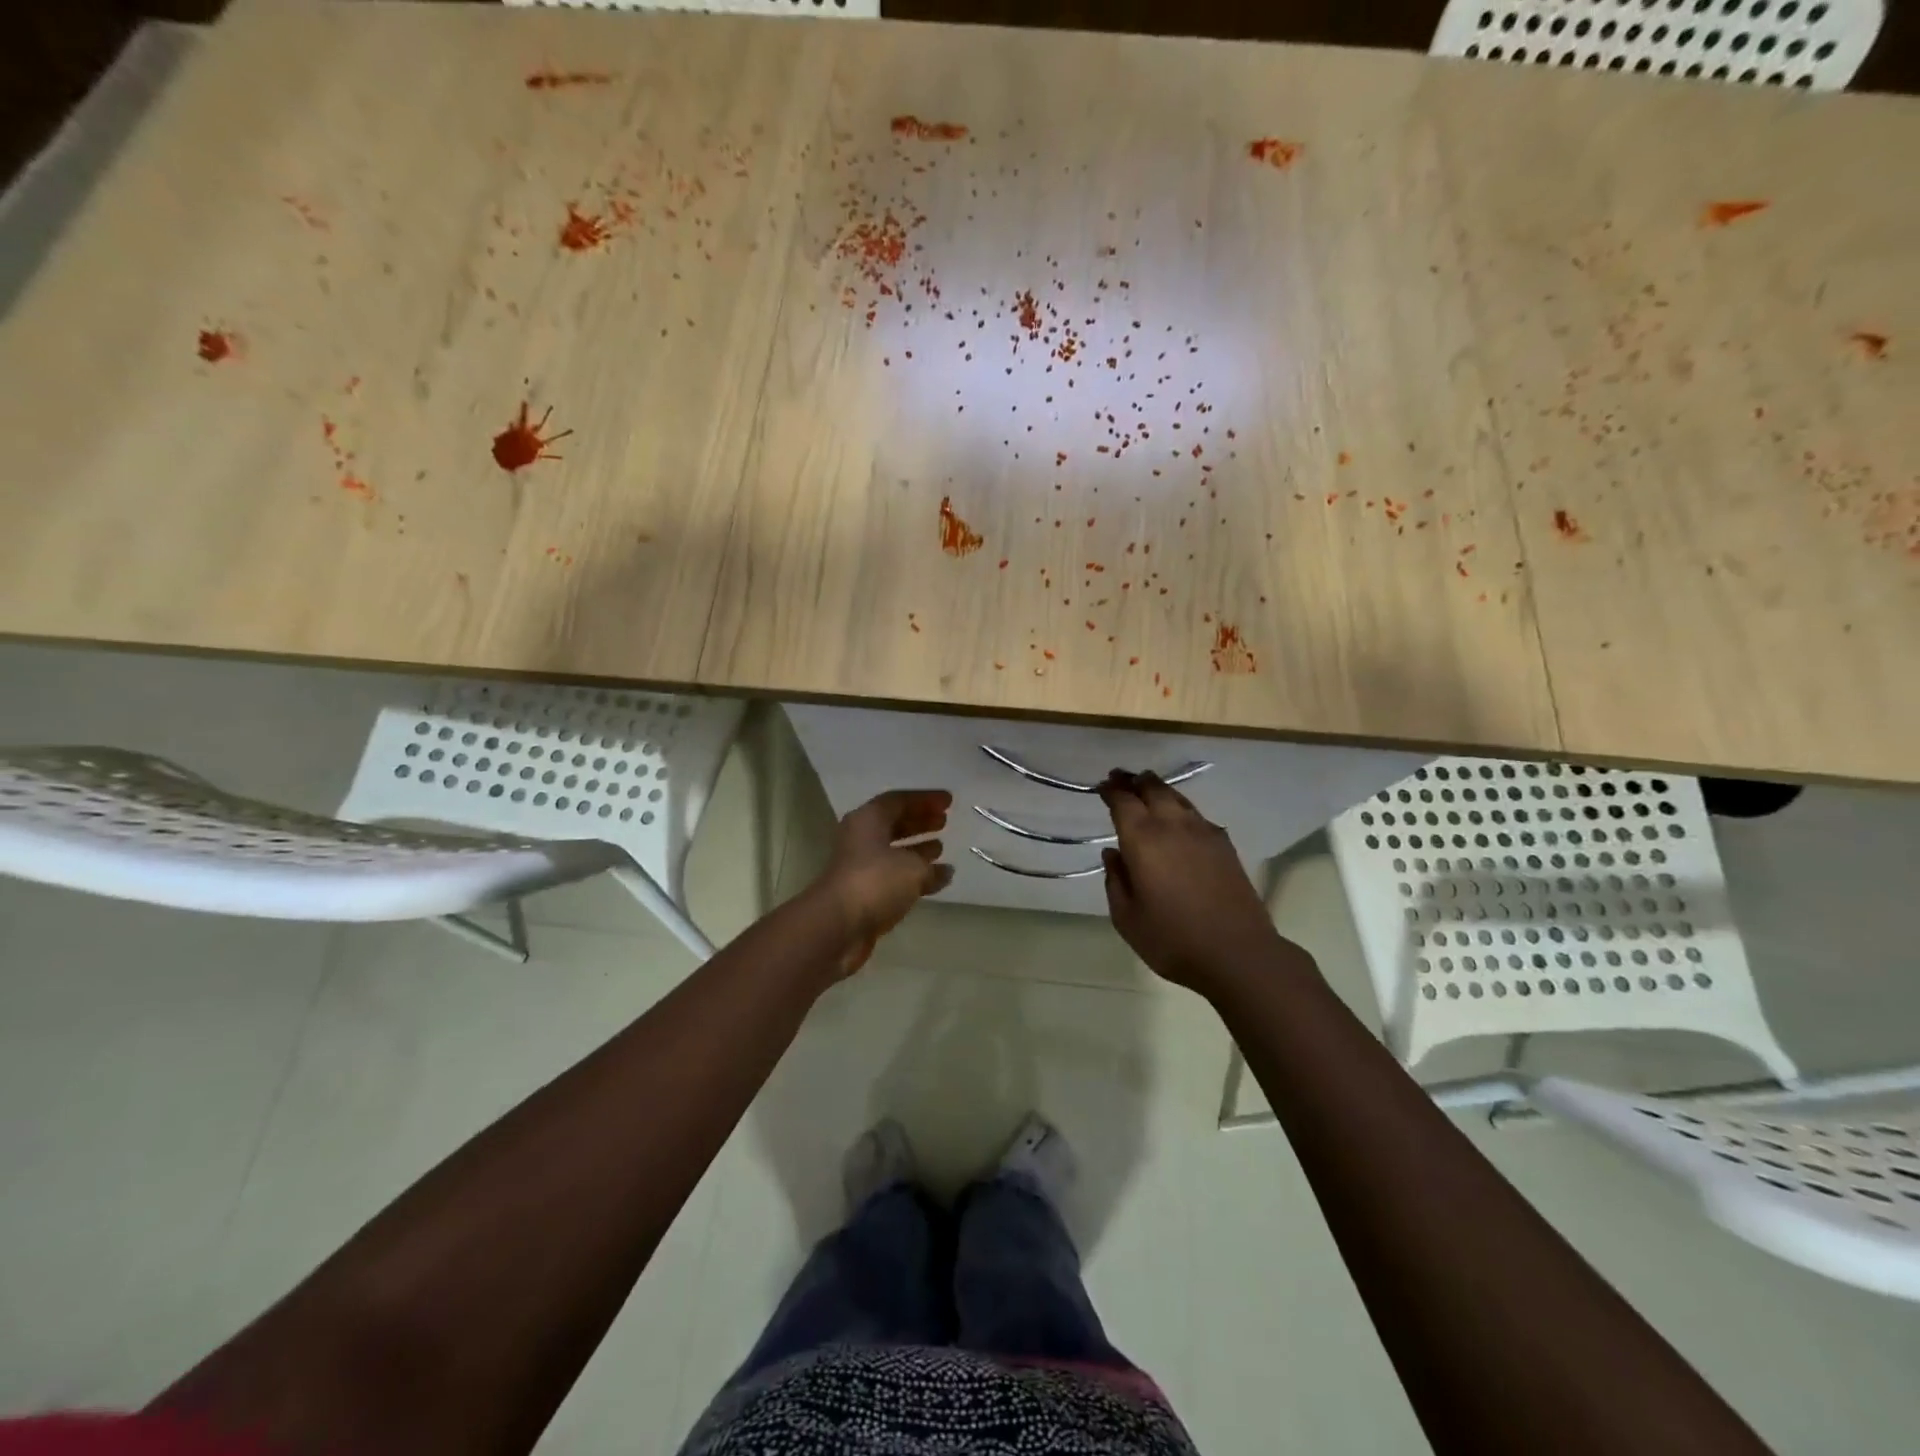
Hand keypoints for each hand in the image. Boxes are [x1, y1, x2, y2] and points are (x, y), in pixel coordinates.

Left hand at [811, 789, 953, 975]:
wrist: (837, 926)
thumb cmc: (875, 882)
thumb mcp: (913, 869)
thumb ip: (931, 867)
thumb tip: (945, 871)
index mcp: (868, 820)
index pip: (899, 800)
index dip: (925, 799)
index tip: (948, 801)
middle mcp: (861, 838)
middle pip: (893, 823)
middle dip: (919, 821)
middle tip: (944, 820)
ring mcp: (860, 867)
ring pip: (892, 850)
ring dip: (916, 848)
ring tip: (941, 847)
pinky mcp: (863, 892)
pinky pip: (892, 875)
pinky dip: (912, 875)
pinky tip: (936, 880)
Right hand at [1097, 771, 1287, 993]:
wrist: (1238, 953)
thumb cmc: (1172, 939)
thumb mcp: (1127, 918)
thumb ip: (1116, 881)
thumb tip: (1113, 854)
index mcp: (1143, 839)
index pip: (1123, 802)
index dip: (1111, 791)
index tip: (1102, 786)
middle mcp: (1173, 826)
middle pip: (1153, 789)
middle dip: (1134, 781)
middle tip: (1121, 777)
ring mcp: (1203, 832)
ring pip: (1177, 798)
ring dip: (1158, 789)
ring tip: (1147, 788)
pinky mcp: (1224, 845)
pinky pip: (1196, 814)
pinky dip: (1180, 807)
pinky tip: (1178, 819)